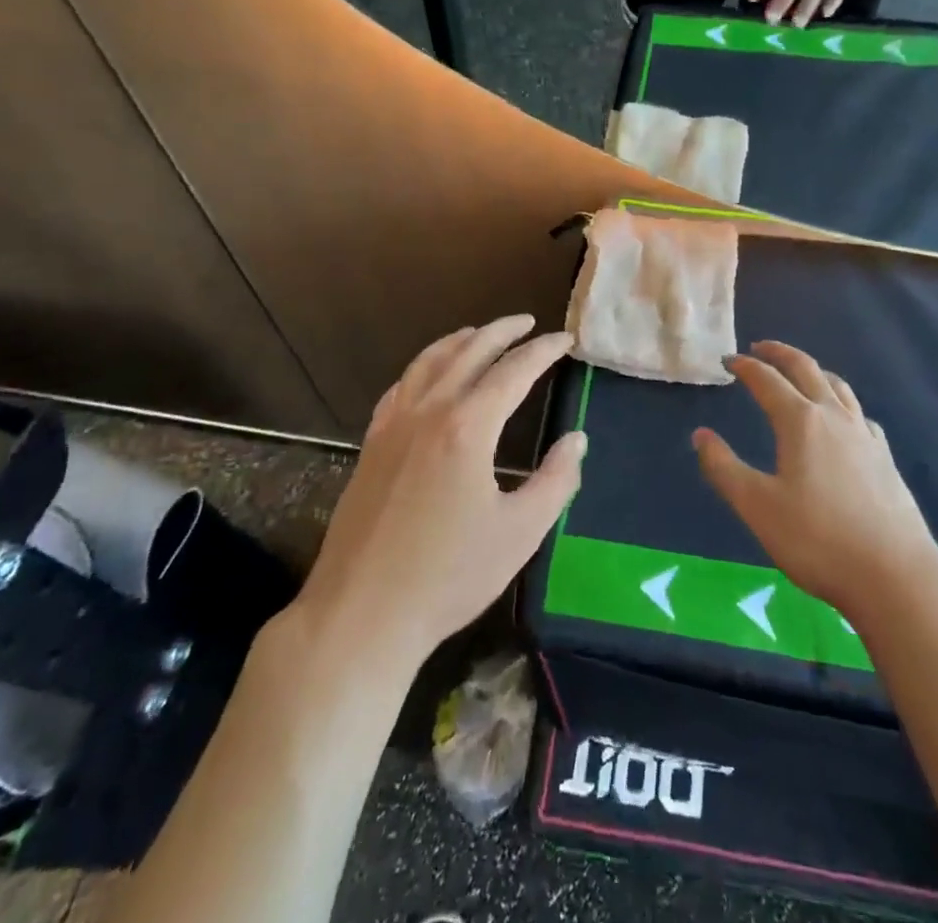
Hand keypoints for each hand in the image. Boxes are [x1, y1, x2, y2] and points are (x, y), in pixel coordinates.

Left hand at [294, 315, 584, 665]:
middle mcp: (429, 411)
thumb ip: (556, 481)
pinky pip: (400, 387)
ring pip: (429, 362)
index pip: (514, 371)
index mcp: (468, 427)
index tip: (566, 340)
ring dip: (460, 340)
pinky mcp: (371, 445)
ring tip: (480, 333)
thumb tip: (576, 439)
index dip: (543, 351)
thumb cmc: (449, 576)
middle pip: (469, 352)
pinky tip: (428, 374)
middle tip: (528, 323)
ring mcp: (394, 425)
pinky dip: (422, 367)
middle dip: (502, 332)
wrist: (361, 613)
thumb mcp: (520, 533)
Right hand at [692, 341, 937, 616]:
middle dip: (780, 353)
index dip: (745, 367)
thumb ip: (723, 467)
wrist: (895, 576)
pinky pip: (859, 413)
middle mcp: (834, 416)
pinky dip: (841, 402)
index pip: (767, 380)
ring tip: (800, 373)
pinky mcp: (885, 457)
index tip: (728, 360)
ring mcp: (865, 435)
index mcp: (800, 421)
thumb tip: (700, 435)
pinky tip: (842, 419)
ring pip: (838, 386)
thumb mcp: (757, 506)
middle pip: (806, 369)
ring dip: (813, 371)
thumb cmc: (817, 540)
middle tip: (759, 348)